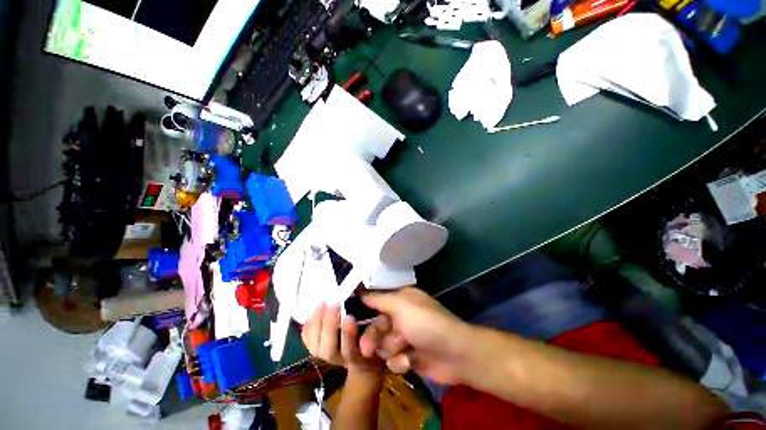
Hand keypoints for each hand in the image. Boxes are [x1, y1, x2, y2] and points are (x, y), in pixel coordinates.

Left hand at [301, 303, 383, 377]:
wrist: (364, 360)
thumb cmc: (377, 341)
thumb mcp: (385, 334)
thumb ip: (379, 327)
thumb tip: (365, 317)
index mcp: (358, 359)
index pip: (349, 351)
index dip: (347, 335)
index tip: (349, 316)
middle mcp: (339, 361)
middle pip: (328, 349)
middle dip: (329, 326)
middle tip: (334, 304)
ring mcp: (325, 358)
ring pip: (314, 345)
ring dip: (316, 324)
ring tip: (322, 303)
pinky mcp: (315, 351)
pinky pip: (306, 340)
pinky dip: (307, 327)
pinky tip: (313, 312)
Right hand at [360, 288, 473, 385]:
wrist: (455, 355)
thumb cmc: (427, 326)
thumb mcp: (402, 305)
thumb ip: (378, 299)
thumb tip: (359, 293)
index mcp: (403, 301)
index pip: (374, 303)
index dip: (361, 312)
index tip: (344, 320)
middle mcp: (403, 319)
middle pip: (375, 328)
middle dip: (372, 338)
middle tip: (367, 349)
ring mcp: (407, 340)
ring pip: (382, 346)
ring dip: (389, 350)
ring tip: (400, 352)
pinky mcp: (410, 359)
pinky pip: (392, 360)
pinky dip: (399, 362)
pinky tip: (409, 363)